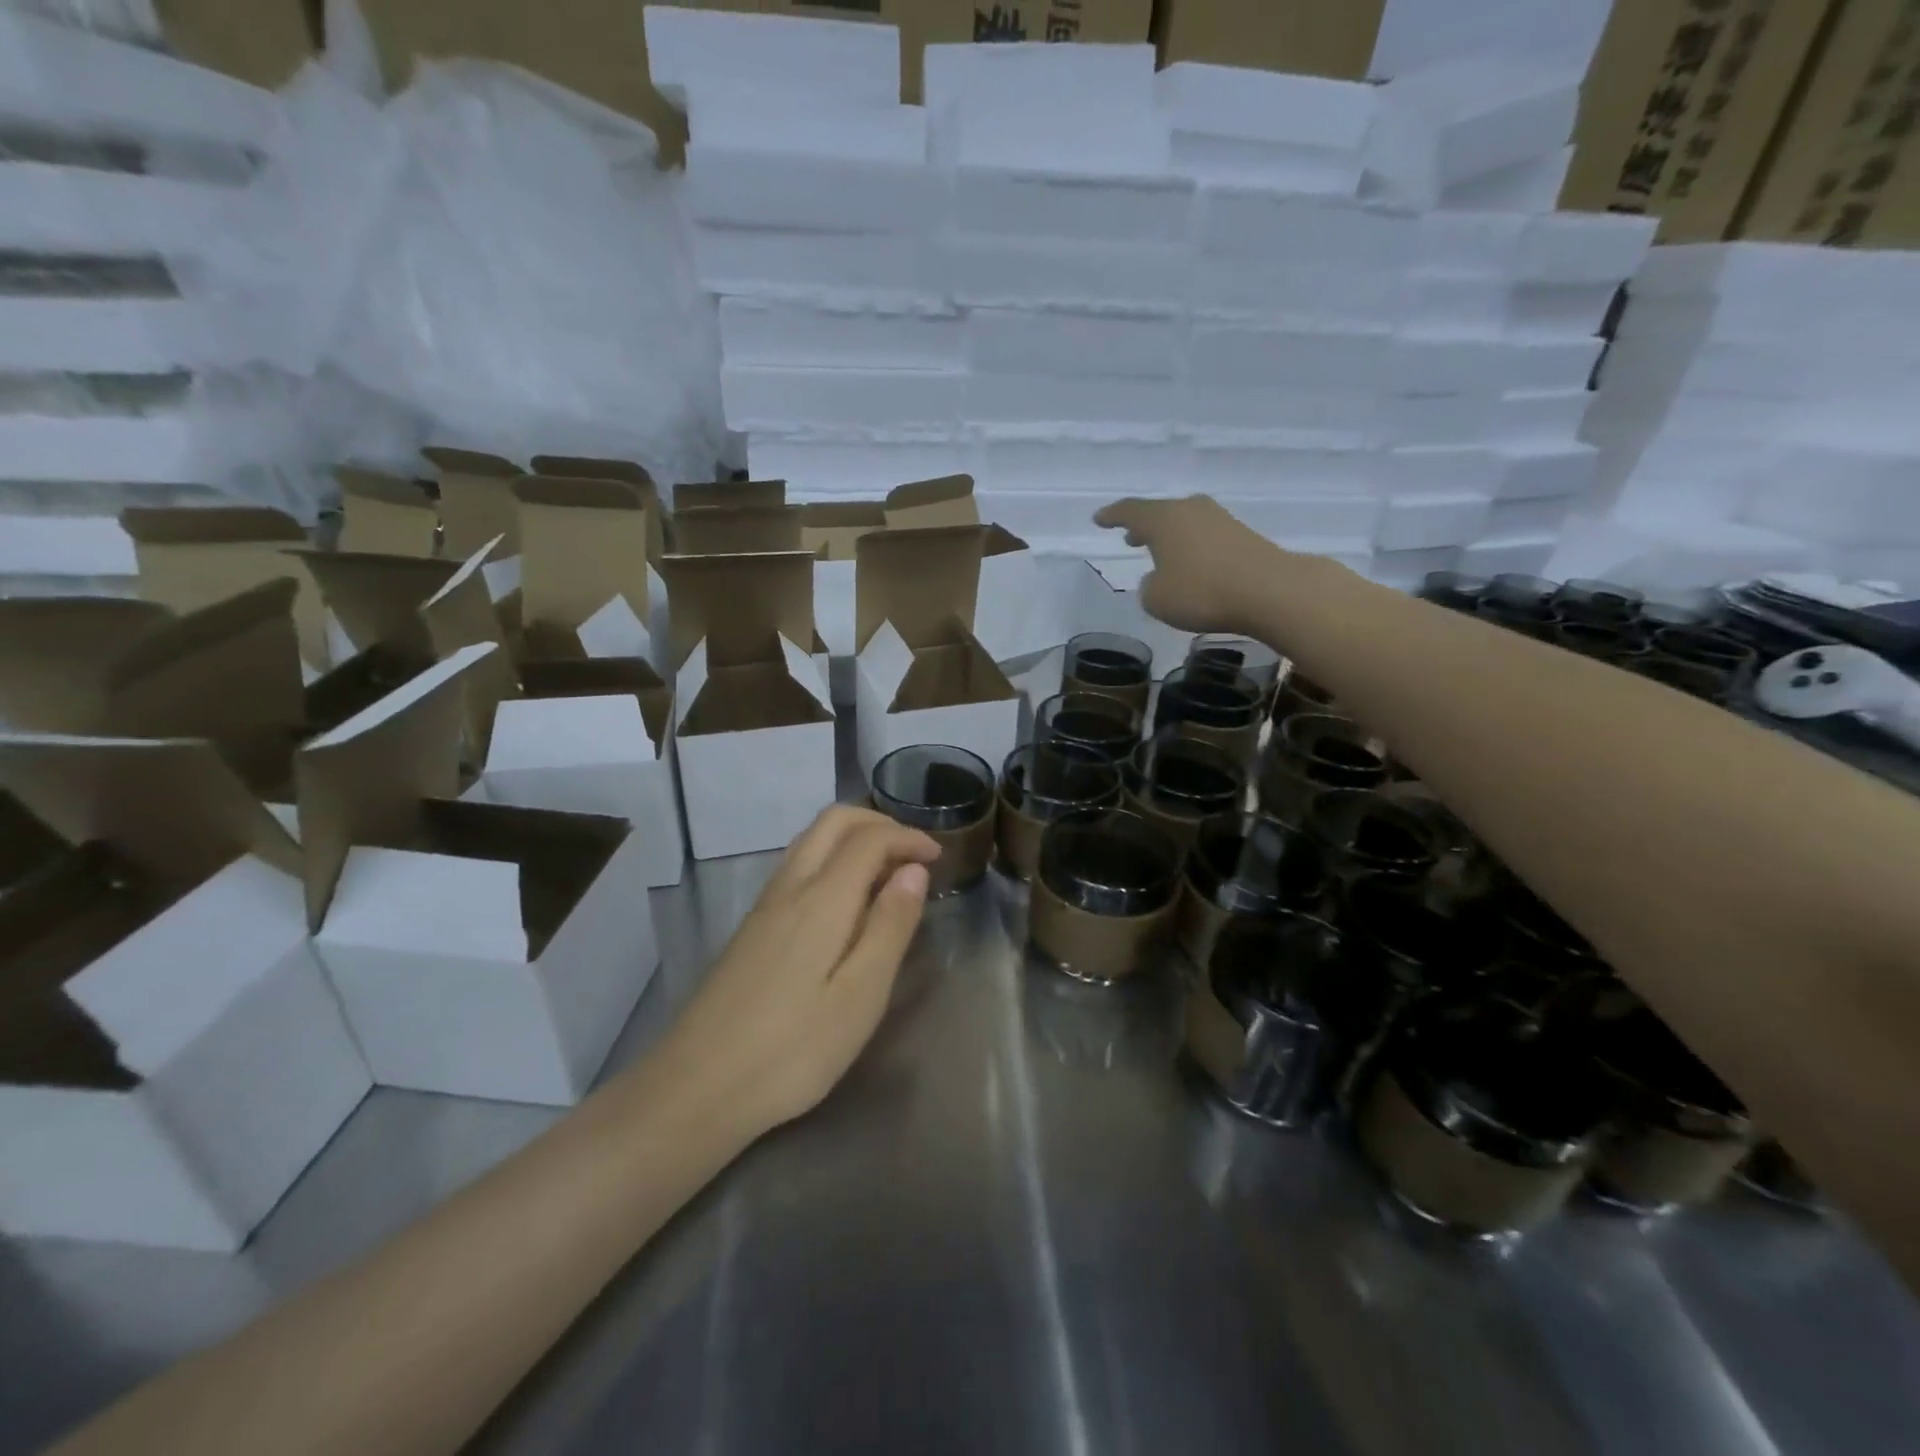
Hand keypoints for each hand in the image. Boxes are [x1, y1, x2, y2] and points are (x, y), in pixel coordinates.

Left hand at [656, 806, 937, 1138]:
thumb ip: (890, 926)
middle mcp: (790, 887)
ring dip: (853, 838)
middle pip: (833, 822)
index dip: (908, 837)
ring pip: (811, 840)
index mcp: (822, 899)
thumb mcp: (860, 996)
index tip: (939, 857)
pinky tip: (845, 902)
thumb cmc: (792, 1049)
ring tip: (886, 873)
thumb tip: (914, 870)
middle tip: (913, 854)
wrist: (696, 1087)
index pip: (869, 839)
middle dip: (879, 824)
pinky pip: (797, 865)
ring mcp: (765, 906)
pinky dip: (831, 859)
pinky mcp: (752, 927)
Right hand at [1095, 495, 1292, 633]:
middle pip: (1160, 513)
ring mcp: (1219, 519)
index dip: (1112, 516)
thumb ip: (1149, 586)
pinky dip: (1191, 547)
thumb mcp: (1157, 599)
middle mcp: (1190, 510)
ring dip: (1169, 536)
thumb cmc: (1201, 592)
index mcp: (1162, 519)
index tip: (1099, 519)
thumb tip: (1158, 578)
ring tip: (1159, 552)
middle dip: (1143, 526)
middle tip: (1130, 537)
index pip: (1129, 511)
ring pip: (1184, 523)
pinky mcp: (1242, 535)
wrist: (1269, 590)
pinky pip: (1205, 536)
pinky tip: (1191, 565)